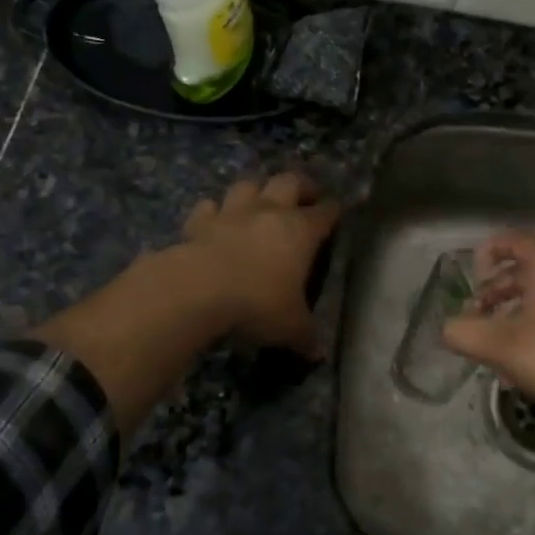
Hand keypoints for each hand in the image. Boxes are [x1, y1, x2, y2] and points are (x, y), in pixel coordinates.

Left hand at [180, 172, 342, 355]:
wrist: (196, 291)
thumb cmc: (257, 304)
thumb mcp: (290, 327)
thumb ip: (306, 336)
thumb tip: (318, 353)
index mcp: (300, 231)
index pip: (326, 212)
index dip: (334, 210)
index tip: (338, 212)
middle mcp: (268, 212)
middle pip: (289, 182)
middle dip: (300, 186)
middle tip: (305, 196)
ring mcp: (231, 213)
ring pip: (247, 186)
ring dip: (255, 191)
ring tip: (259, 202)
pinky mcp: (199, 223)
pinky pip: (208, 207)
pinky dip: (213, 211)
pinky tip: (214, 220)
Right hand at [442, 229, 534, 418]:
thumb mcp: (500, 346)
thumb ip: (464, 333)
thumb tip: (448, 328)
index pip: (514, 239)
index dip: (489, 251)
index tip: (473, 276)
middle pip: (523, 270)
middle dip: (493, 290)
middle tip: (475, 314)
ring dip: (509, 313)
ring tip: (492, 344)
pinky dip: (529, 330)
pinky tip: (518, 367)